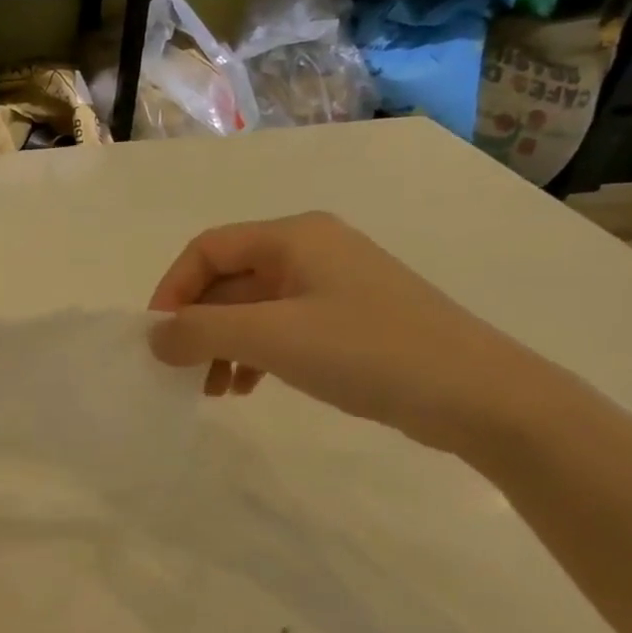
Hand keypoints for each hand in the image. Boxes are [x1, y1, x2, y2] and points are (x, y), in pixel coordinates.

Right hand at [148, 212, 556, 455]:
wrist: (478, 395)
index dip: (172, 290)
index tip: (157, 339)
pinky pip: (282, 329)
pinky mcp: (349, 321)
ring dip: (223, 346)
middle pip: (229, 280)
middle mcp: (311, 250)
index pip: (207, 249)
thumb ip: (201, 332)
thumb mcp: (272, 337)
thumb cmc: (367, 351)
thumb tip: (153, 338)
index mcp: (293, 237)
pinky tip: (249, 388)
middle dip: (199, 327)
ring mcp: (333, 286)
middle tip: (182, 373)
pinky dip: (256, 355)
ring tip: (215, 391)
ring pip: (253, 309)